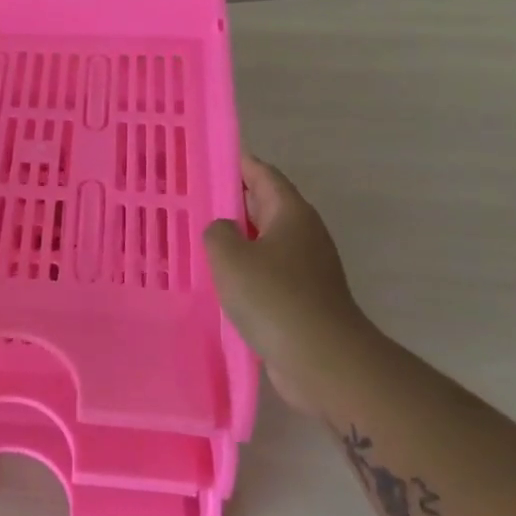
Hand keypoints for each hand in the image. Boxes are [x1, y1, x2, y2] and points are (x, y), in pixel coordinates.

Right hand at [204, 154, 369, 411]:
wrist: (322, 359)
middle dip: (232, 201)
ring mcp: (306, 268)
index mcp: (292, 214)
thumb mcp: (231, 256)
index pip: (263, 175)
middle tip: (193, 198)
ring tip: (197, 239)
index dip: (238, 163)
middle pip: (265, 206)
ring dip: (235, 239)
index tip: (209, 157)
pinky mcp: (301, 298)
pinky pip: (266, 272)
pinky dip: (243, 270)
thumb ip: (217, 232)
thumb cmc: (275, 298)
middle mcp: (303, 235)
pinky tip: (217, 280)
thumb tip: (223, 230)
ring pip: (264, 242)